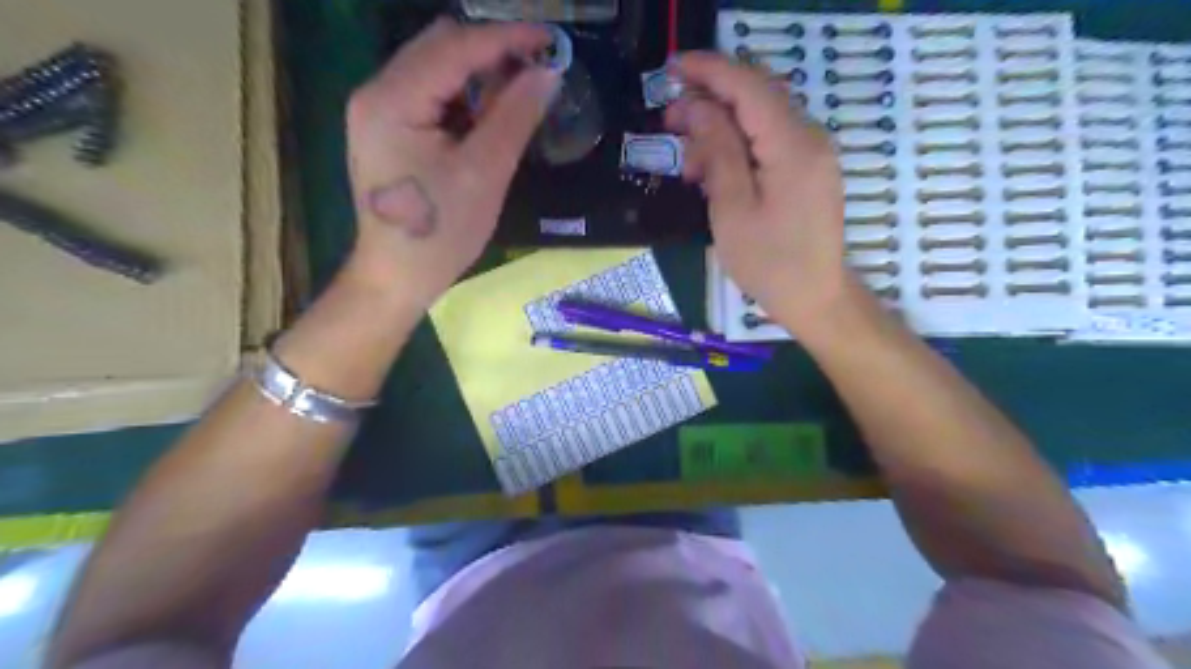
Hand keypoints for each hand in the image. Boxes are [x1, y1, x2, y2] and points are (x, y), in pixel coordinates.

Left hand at [346, 18, 563, 310]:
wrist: (398, 276)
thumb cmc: (440, 232)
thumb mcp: (485, 173)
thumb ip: (515, 116)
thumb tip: (548, 73)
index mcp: (393, 99)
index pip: (455, 47)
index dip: (506, 38)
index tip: (550, 40)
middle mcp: (377, 92)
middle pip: (440, 47)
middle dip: (492, 52)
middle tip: (537, 70)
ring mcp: (378, 110)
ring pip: (436, 68)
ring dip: (479, 74)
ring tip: (518, 94)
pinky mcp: (388, 128)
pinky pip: (431, 94)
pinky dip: (464, 96)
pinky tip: (488, 115)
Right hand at [668, 49, 855, 336]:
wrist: (815, 298)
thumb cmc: (769, 263)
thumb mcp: (732, 210)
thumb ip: (718, 151)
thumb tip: (699, 107)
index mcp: (792, 146)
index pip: (749, 86)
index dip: (709, 70)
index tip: (670, 67)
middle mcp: (810, 138)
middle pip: (756, 97)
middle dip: (709, 101)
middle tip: (669, 123)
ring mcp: (813, 153)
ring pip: (760, 120)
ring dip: (720, 129)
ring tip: (688, 164)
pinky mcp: (808, 169)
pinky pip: (769, 142)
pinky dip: (738, 147)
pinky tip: (714, 173)